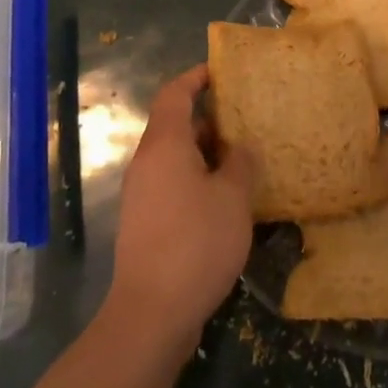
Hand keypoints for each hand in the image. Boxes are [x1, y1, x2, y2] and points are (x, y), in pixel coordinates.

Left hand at [106, 65, 254, 347]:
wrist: (151, 315)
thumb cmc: (195, 244)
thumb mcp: (233, 198)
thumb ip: (240, 164)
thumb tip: (241, 148)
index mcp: (164, 145)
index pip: (175, 93)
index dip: (196, 77)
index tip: (222, 72)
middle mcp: (147, 163)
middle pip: (174, 124)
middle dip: (210, 118)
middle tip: (246, 119)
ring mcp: (142, 194)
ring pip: (175, 157)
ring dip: (206, 152)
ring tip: (243, 158)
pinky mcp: (144, 223)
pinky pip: (172, 183)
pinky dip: (197, 178)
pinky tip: (225, 199)